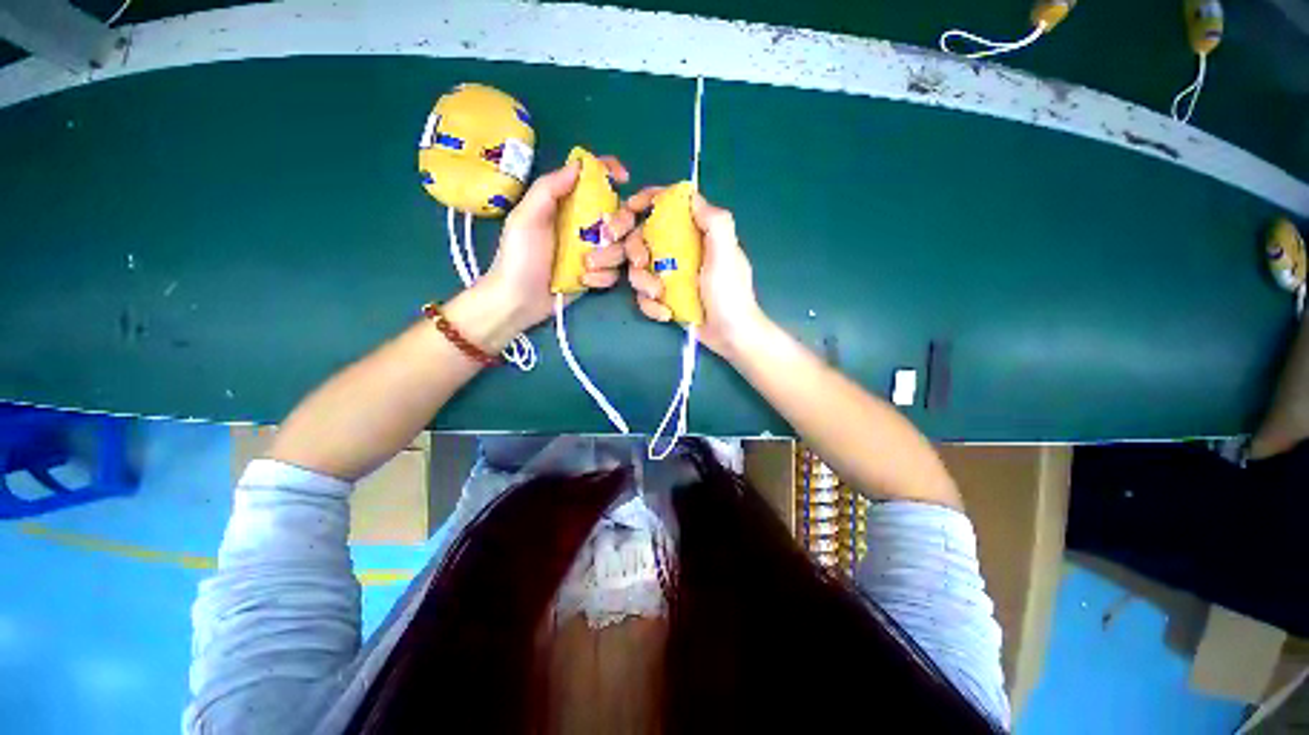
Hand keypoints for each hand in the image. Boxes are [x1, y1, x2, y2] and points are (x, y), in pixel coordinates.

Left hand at [473, 156, 635, 338]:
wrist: (518, 300)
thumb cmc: (519, 257)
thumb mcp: (526, 217)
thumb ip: (549, 189)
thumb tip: (580, 164)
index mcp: (566, 205)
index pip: (592, 180)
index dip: (609, 172)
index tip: (623, 178)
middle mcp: (583, 225)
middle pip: (618, 214)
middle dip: (619, 225)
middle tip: (607, 236)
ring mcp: (592, 252)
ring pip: (621, 246)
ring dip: (608, 256)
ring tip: (587, 266)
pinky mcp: (597, 275)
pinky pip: (614, 272)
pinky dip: (602, 277)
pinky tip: (584, 281)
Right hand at [621, 188, 767, 358]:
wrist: (730, 336)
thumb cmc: (730, 294)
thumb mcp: (726, 255)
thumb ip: (715, 222)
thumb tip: (691, 197)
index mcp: (698, 234)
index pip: (672, 206)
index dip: (649, 200)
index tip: (631, 207)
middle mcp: (682, 250)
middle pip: (645, 237)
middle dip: (636, 250)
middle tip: (641, 264)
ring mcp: (672, 275)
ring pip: (640, 268)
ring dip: (643, 283)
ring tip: (659, 296)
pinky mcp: (667, 296)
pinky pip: (646, 294)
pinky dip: (651, 305)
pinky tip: (666, 313)